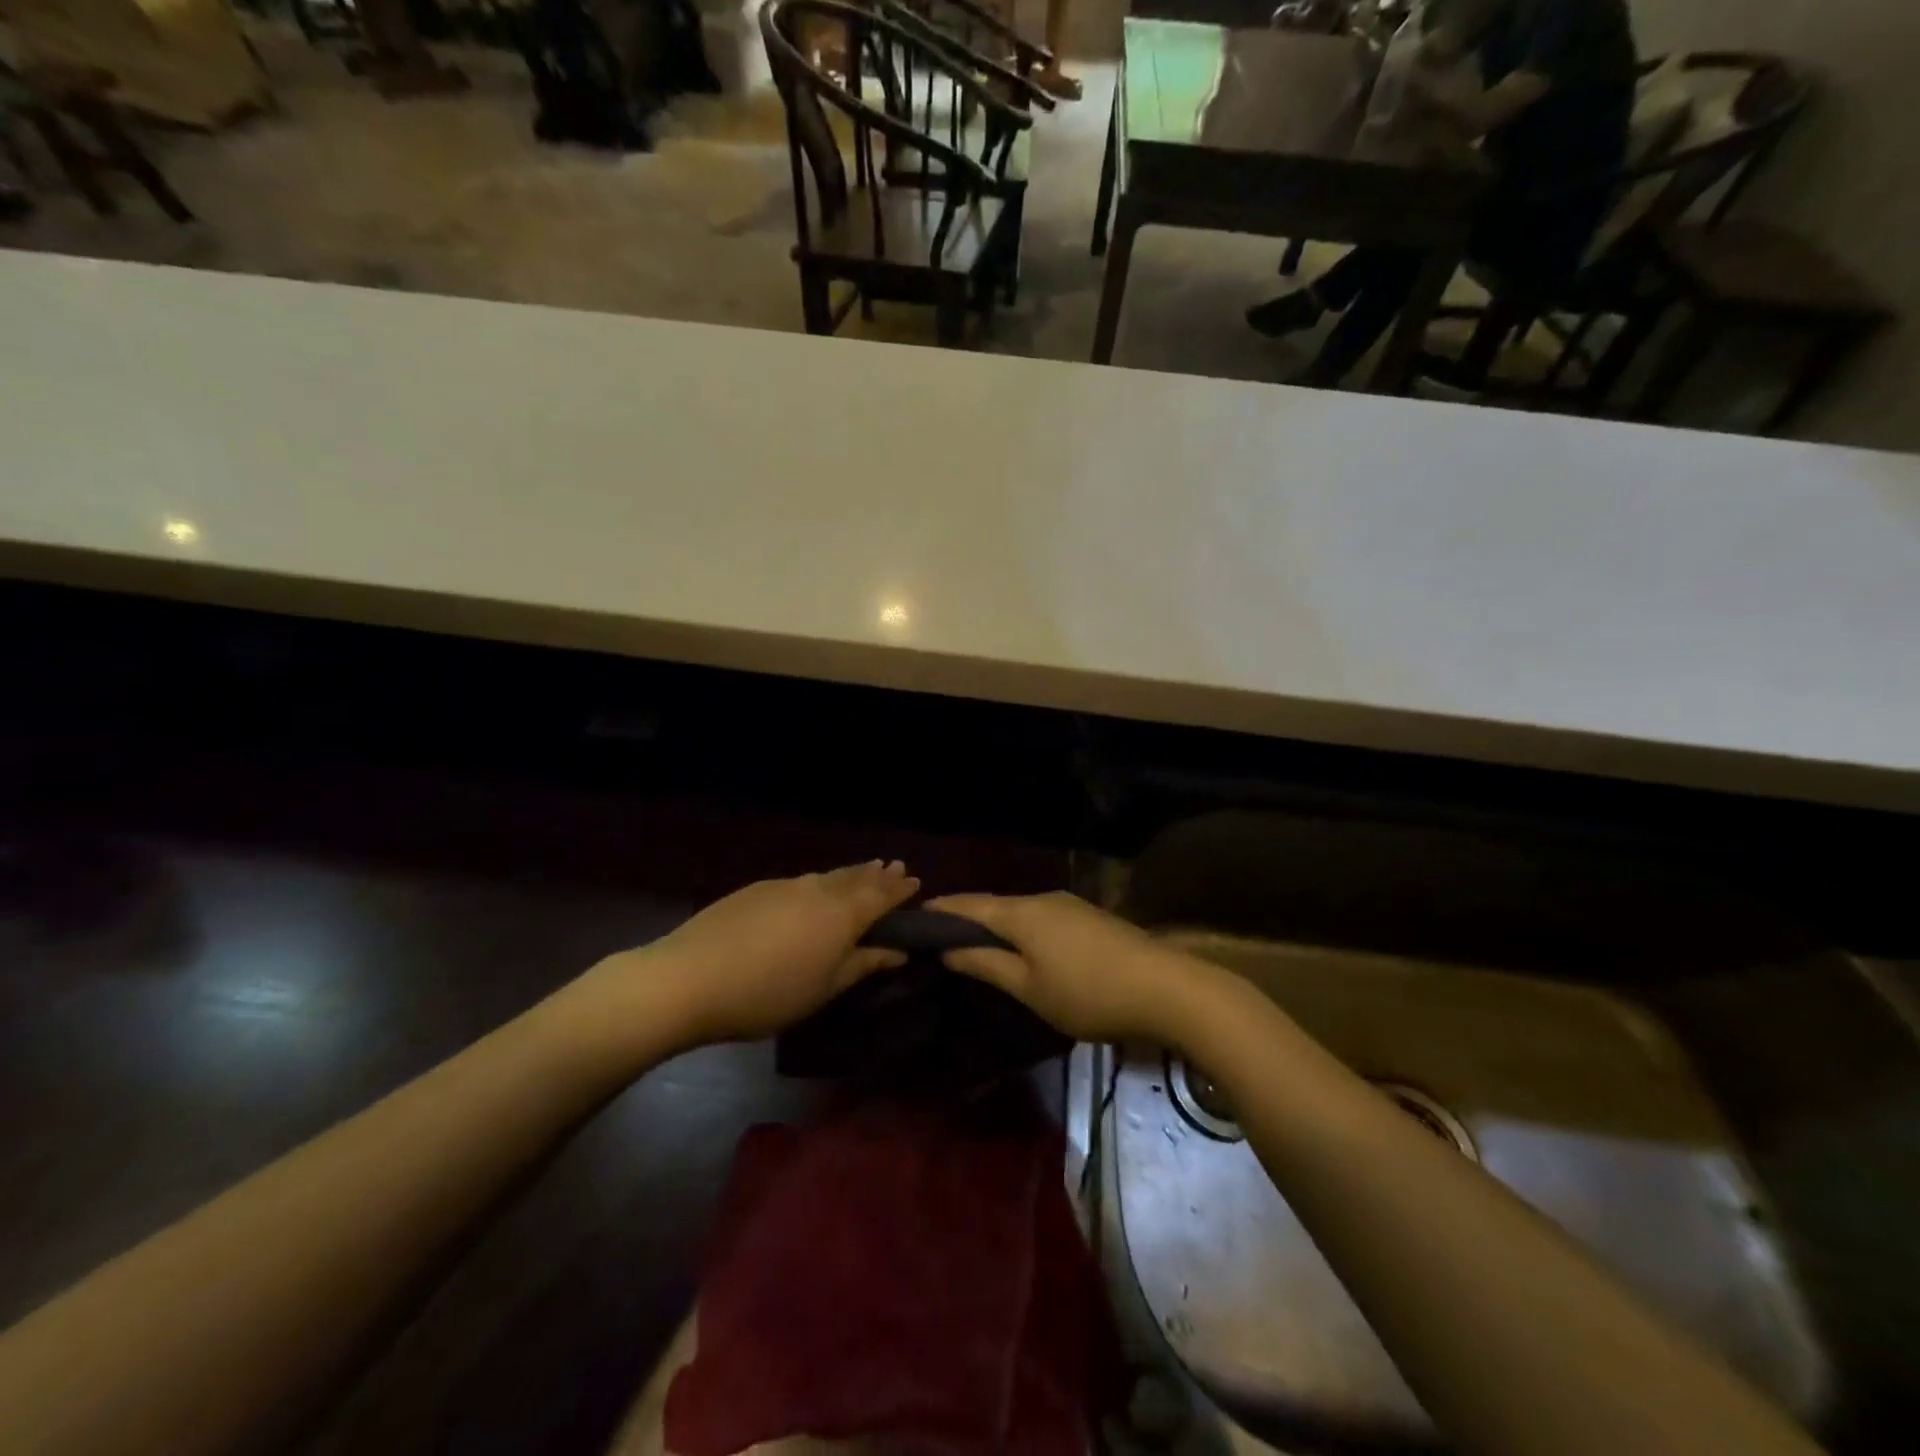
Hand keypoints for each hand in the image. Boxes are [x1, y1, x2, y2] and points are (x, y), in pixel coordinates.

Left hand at [599, 862, 918, 1046]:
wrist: (689, 977)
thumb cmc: (767, 994)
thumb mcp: (823, 989)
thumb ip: (863, 965)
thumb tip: (898, 950)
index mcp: (841, 915)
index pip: (880, 895)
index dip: (899, 889)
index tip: (915, 881)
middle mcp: (818, 890)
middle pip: (854, 878)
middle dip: (876, 875)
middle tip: (894, 867)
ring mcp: (784, 886)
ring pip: (827, 876)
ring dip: (849, 874)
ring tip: (863, 872)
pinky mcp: (756, 889)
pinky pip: (801, 881)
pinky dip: (820, 882)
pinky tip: (815, 890)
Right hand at [924, 891, 1208, 1043]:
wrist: (1166, 988)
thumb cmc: (1087, 993)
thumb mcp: (1029, 988)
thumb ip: (986, 965)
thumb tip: (948, 948)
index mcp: (1020, 913)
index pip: (968, 904)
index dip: (940, 909)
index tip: (913, 916)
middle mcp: (1042, 898)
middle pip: (994, 904)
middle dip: (965, 915)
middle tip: (939, 934)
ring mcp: (1069, 905)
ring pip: (1019, 911)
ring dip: (995, 923)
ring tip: (974, 942)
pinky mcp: (1089, 918)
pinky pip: (1041, 918)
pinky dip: (1020, 929)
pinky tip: (1021, 947)